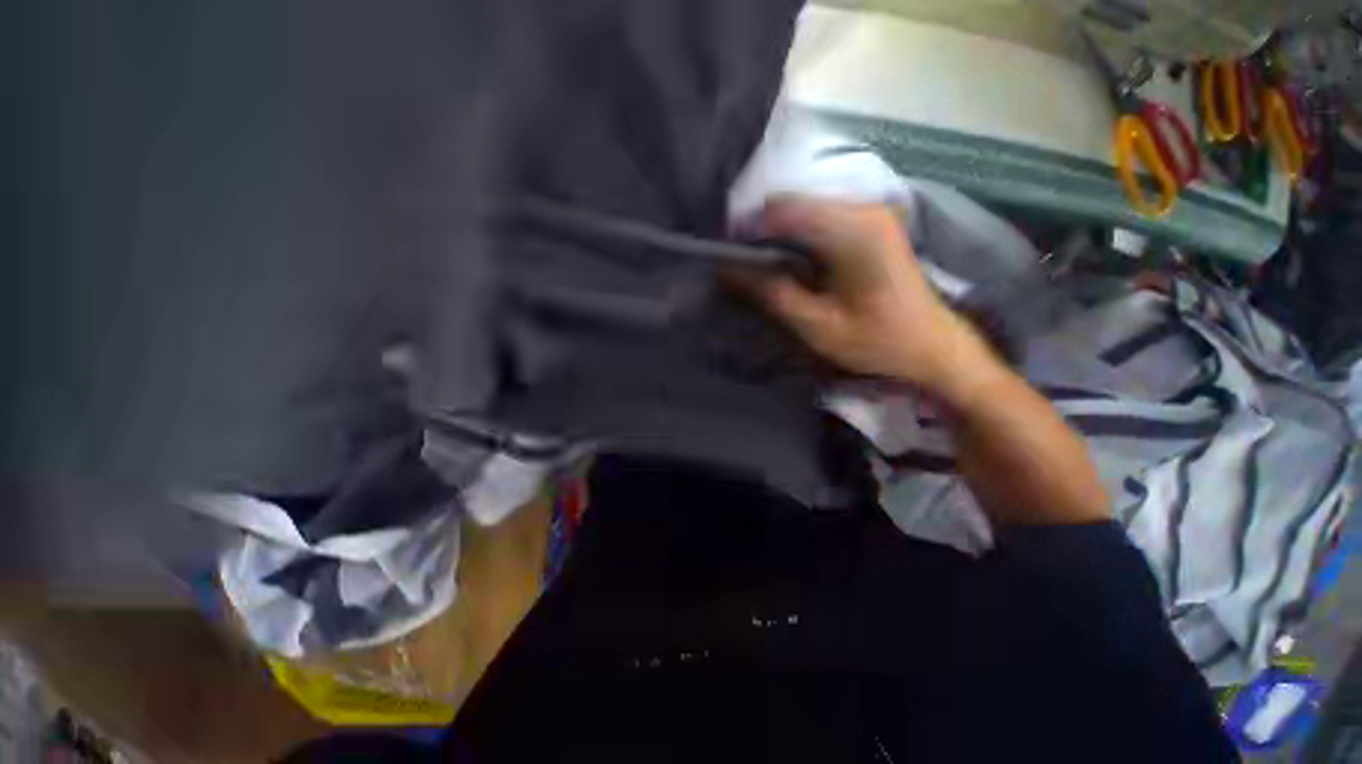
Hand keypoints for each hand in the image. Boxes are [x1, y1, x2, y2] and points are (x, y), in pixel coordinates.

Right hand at [733, 196, 993, 398]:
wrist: (932, 346)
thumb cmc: (878, 342)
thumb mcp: (817, 325)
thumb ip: (771, 293)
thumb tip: (727, 269)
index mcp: (853, 230)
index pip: (782, 210)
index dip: (747, 229)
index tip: (727, 258)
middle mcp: (863, 207)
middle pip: (792, 204)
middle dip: (761, 233)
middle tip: (742, 268)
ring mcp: (869, 211)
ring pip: (803, 210)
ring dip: (777, 236)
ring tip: (762, 270)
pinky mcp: (871, 222)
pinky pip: (819, 219)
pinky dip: (797, 238)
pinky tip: (790, 265)